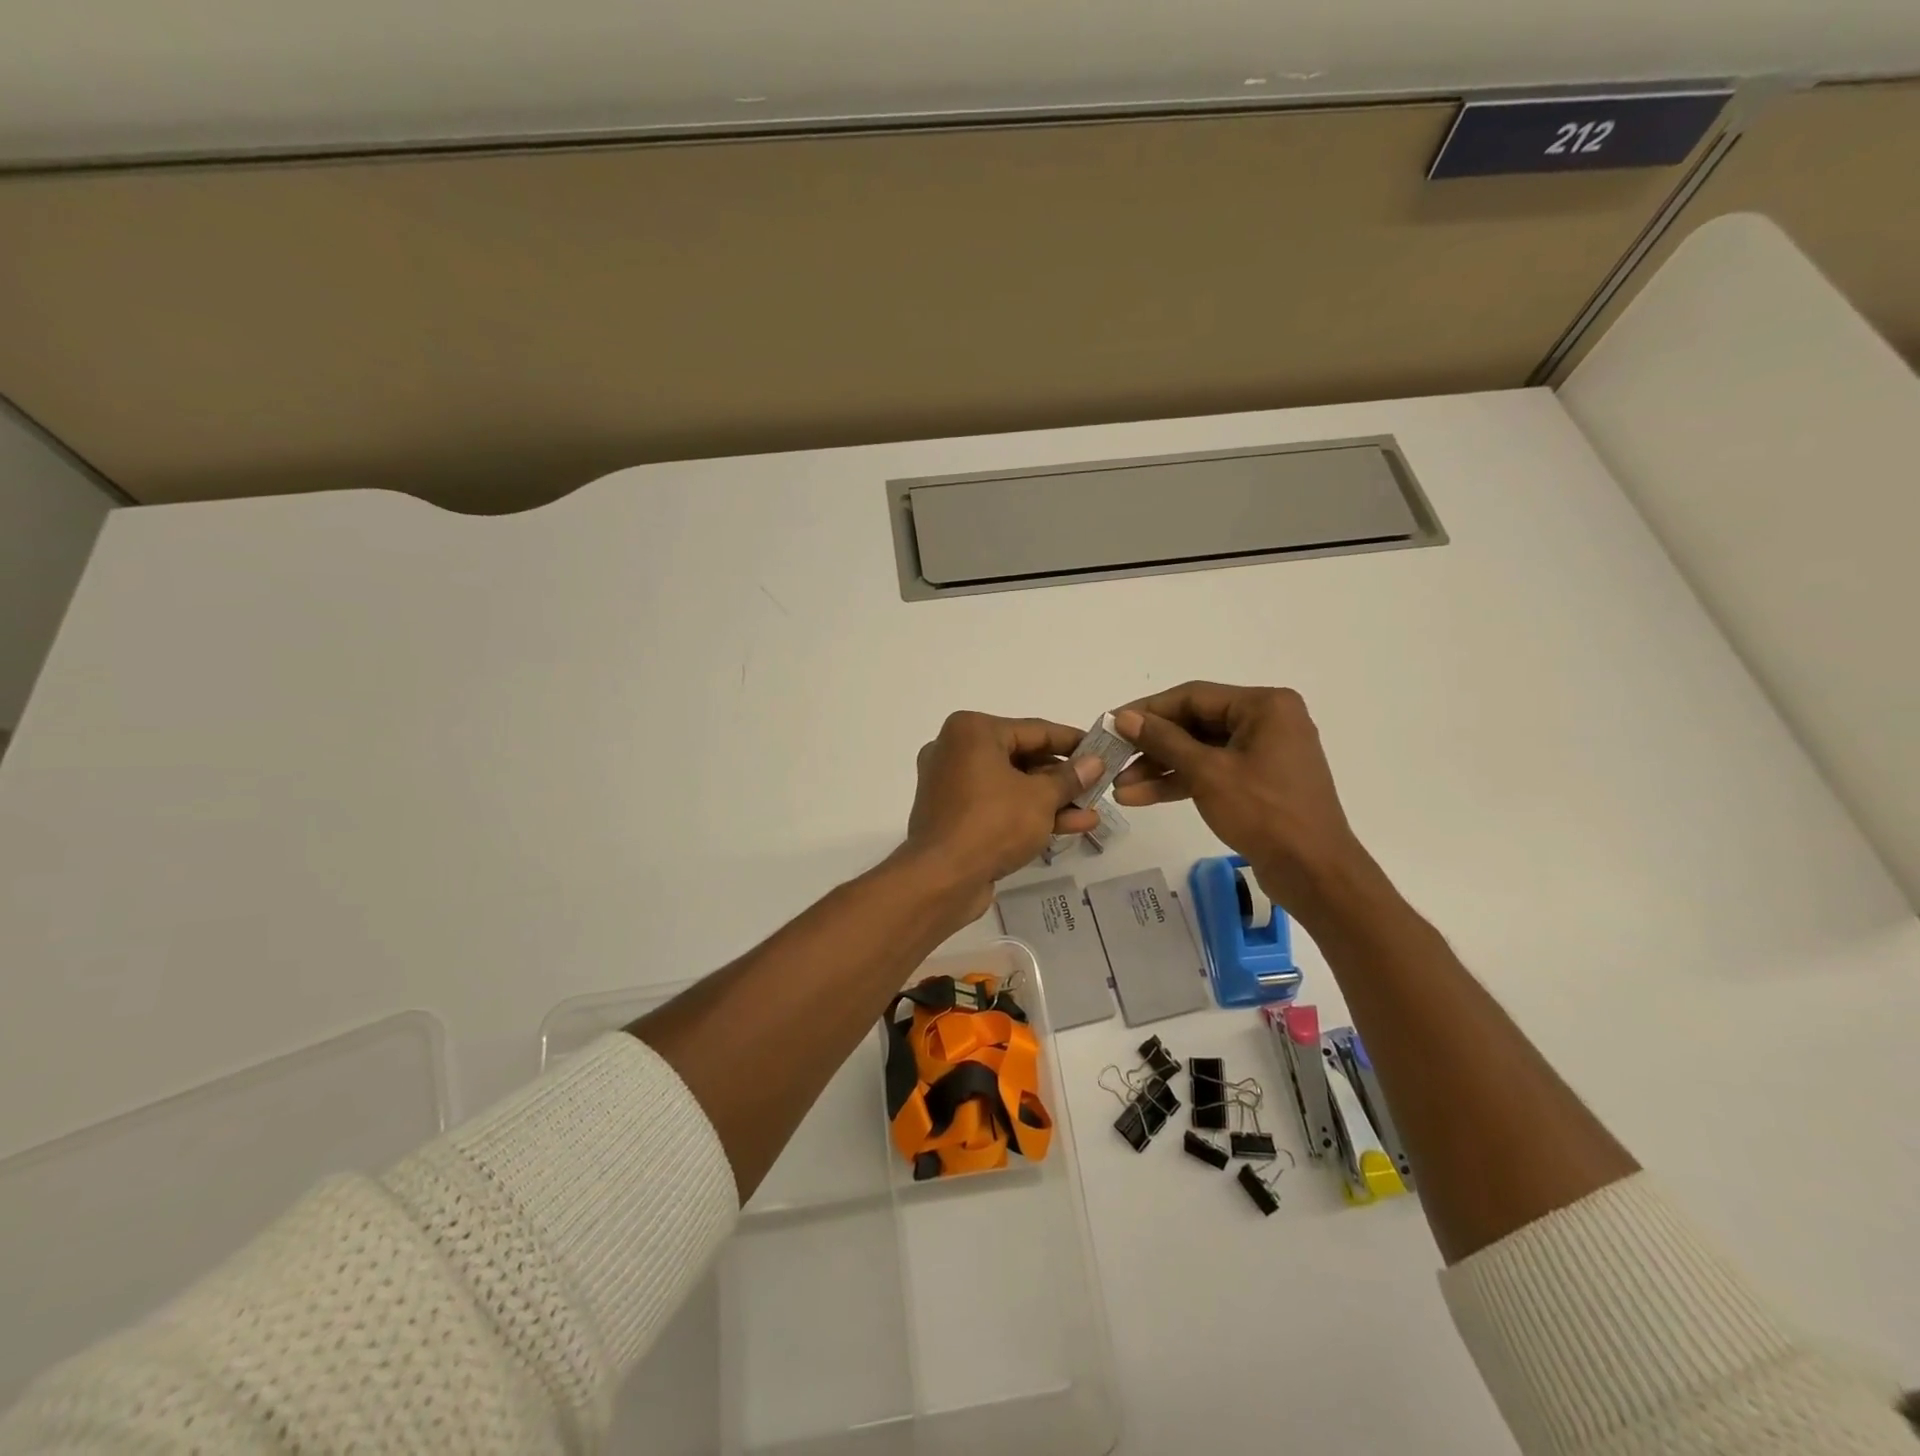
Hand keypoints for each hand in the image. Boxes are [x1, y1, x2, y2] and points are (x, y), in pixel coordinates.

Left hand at [902, 712, 1103, 917]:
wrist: (941, 879)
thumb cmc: (992, 824)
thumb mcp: (1040, 798)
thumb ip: (1070, 778)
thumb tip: (1095, 762)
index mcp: (971, 731)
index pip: (1034, 730)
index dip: (1072, 741)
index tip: (1102, 749)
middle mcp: (956, 751)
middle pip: (1022, 758)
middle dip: (1063, 777)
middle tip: (1098, 785)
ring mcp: (952, 785)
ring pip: (1012, 786)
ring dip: (1052, 800)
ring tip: (1093, 812)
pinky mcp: (954, 816)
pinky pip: (999, 806)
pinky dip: (1029, 814)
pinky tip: (1071, 826)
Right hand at [1112, 683, 1374, 917]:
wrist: (1314, 872)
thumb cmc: (1265, 813)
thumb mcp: (1207, 773)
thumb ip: (1163, 741)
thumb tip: (1124, 717)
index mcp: (1264, 706)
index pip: (1193, 696)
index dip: (1147, 710)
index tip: (1110, 723)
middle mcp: (1266, 721)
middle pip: (1194, 724)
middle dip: (1151, 746)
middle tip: (1111, 757)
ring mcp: (1263, 753)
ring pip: (1199, 751)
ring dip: (1160, 769)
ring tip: (1119, 787)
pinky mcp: (1257, 782)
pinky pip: (1211, 772)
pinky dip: (1180, 783)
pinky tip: (1141, 797)